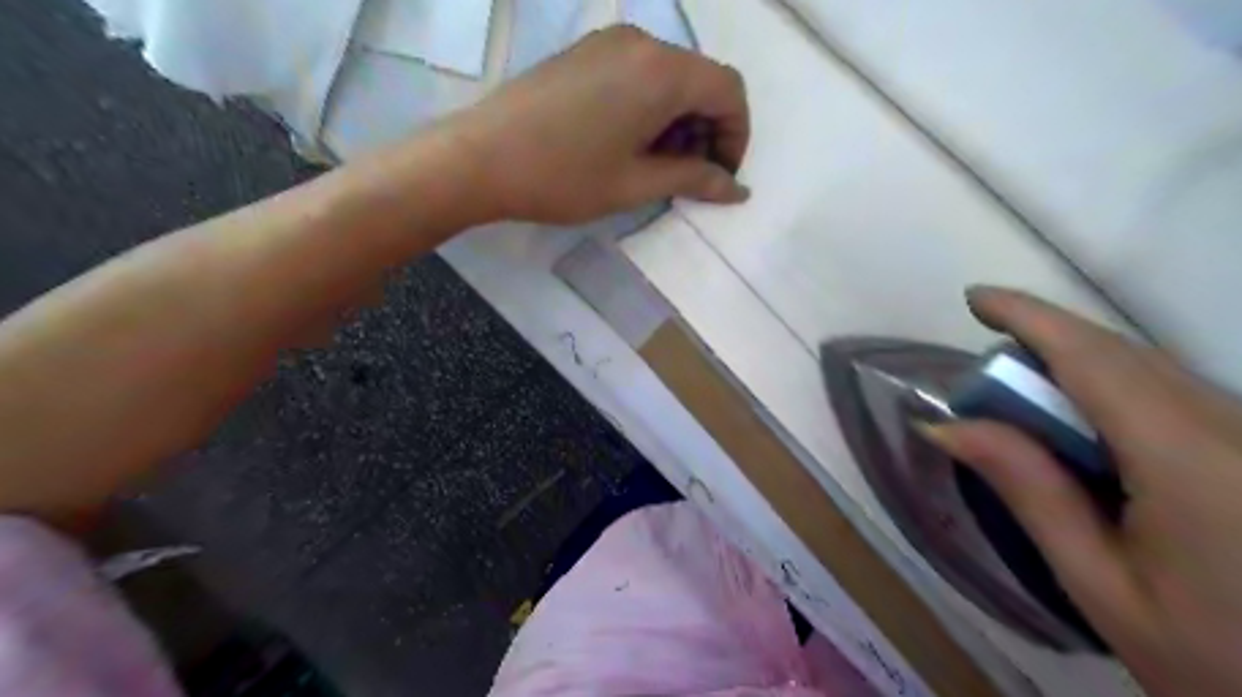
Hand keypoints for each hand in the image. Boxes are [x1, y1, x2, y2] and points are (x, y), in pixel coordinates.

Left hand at [455, 24, 751, 221]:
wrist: (479, 158)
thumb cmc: (563, 177)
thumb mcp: (635, 185)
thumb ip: (693, 179)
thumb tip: (737, 188)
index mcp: (661, 71)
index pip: (728, 91)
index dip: (736, 136)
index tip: (720, 176)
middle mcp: (641, 42)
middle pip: (700, 80)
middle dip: (706, 130)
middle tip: (686, 177)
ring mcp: (608, 42)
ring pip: (669, 77)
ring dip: (678, 120)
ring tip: (654, 165)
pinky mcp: (584, 52)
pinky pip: (638, 73)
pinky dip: (650, 107)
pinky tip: (626, 142)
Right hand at [927, 287, 1241, 696]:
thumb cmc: (1217, 662)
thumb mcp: (1100, 584)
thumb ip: (1029, 491)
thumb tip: (947, 425)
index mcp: (1189, 461)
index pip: (1093, 359)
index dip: (1030, 317)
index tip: (975, 298)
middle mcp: (1235, 429)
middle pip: (1123, 356)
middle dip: (1046, 342)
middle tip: (985, 373)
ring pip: (1154, 370)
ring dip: (1078, 365)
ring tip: (1025, 398)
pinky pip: (1179, 394)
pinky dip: (1117, 389)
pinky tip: (1089, 425)